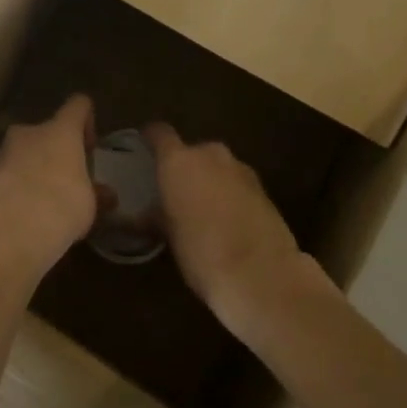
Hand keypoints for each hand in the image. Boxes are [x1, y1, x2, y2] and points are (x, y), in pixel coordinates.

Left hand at [0, 95, 108, 268]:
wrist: (9, 231)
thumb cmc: (61, 209)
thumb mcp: (90, 206)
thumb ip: (97, 194)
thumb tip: (107, 194)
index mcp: (60, 131)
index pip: (78, 106)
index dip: (86, 120)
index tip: (89, 147)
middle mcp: (28, 132)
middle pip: (45, 131)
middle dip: (54, 150)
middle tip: (64, 179)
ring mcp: (1, 152)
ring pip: (20, 152)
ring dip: (29, 167)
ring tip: (38, 199)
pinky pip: (2, 173)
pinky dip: (10, 185)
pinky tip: (17, 212)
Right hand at [146, 123, 309, 342]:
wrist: (261, 274)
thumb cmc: (201, 252)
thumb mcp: (167, 235)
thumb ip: (155, 215)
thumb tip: (143, 214)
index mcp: (179, 161)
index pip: (159, 133)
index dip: (149, 138)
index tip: (142, 147)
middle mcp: (210, 155)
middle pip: (192, 151)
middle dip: (183, 167)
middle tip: (173, 191)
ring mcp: (241, 170)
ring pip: (217, 167)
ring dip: (208, 180)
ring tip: (200, 208)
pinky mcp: (264, 189)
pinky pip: (236, 183)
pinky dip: (229, 194)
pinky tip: (225, 220)